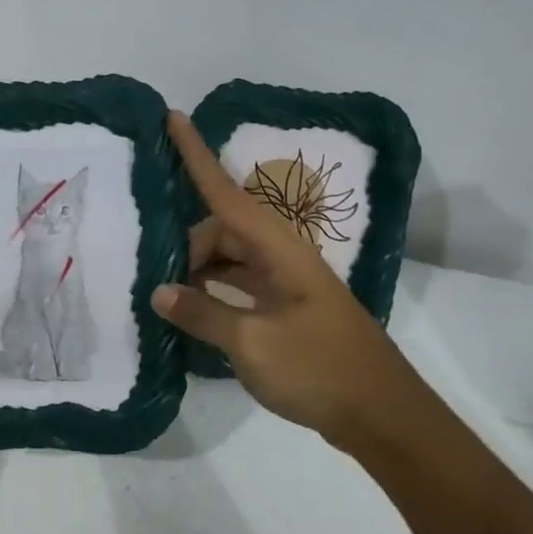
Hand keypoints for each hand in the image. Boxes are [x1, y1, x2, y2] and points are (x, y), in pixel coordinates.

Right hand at [152, 112, 420, 449]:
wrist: (381, 415)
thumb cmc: (318, 369)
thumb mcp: (252, 343)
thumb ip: (203, 313)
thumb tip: (160, 292)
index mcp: (278, 250)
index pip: (225, 194)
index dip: (196, 156)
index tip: (173, 118)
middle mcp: (281, 257)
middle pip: (222, 230)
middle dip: (185, 244)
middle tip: (151, 273)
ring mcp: (285, 284)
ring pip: (229, 259)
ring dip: (198, 270)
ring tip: (161, 290)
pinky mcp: (286, 311)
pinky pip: (239, 285)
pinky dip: (213, 291)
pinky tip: (190, 311)